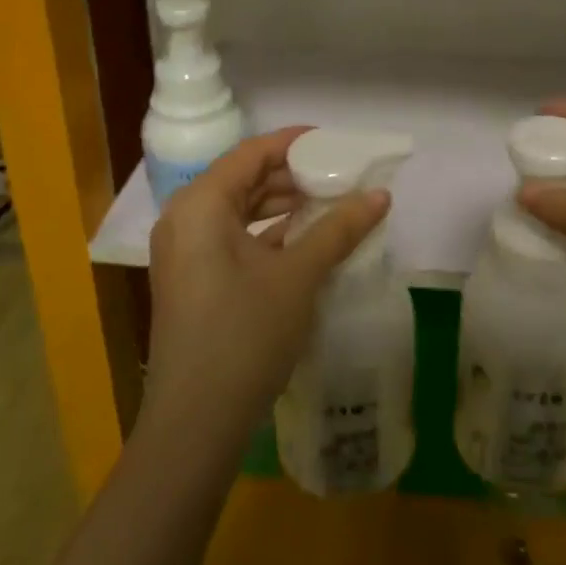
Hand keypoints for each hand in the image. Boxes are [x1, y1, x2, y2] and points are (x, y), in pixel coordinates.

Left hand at [143, 128, 389, 448]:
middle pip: (243, 178)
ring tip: (329, 204)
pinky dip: (267, 233)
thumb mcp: (298, 276)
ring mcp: (184, 252)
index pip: (251, 153)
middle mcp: (184, 218)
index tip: (335, 142)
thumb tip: (381, 194)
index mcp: (200, 204)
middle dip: (292, 175)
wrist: (196, 422)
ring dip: (282, 205)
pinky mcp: (192, 279)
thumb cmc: (245, 334)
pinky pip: (232, 237)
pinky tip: (304, 240)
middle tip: (340, 175)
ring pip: (238, 210)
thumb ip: (338, 228)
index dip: (294, 143)